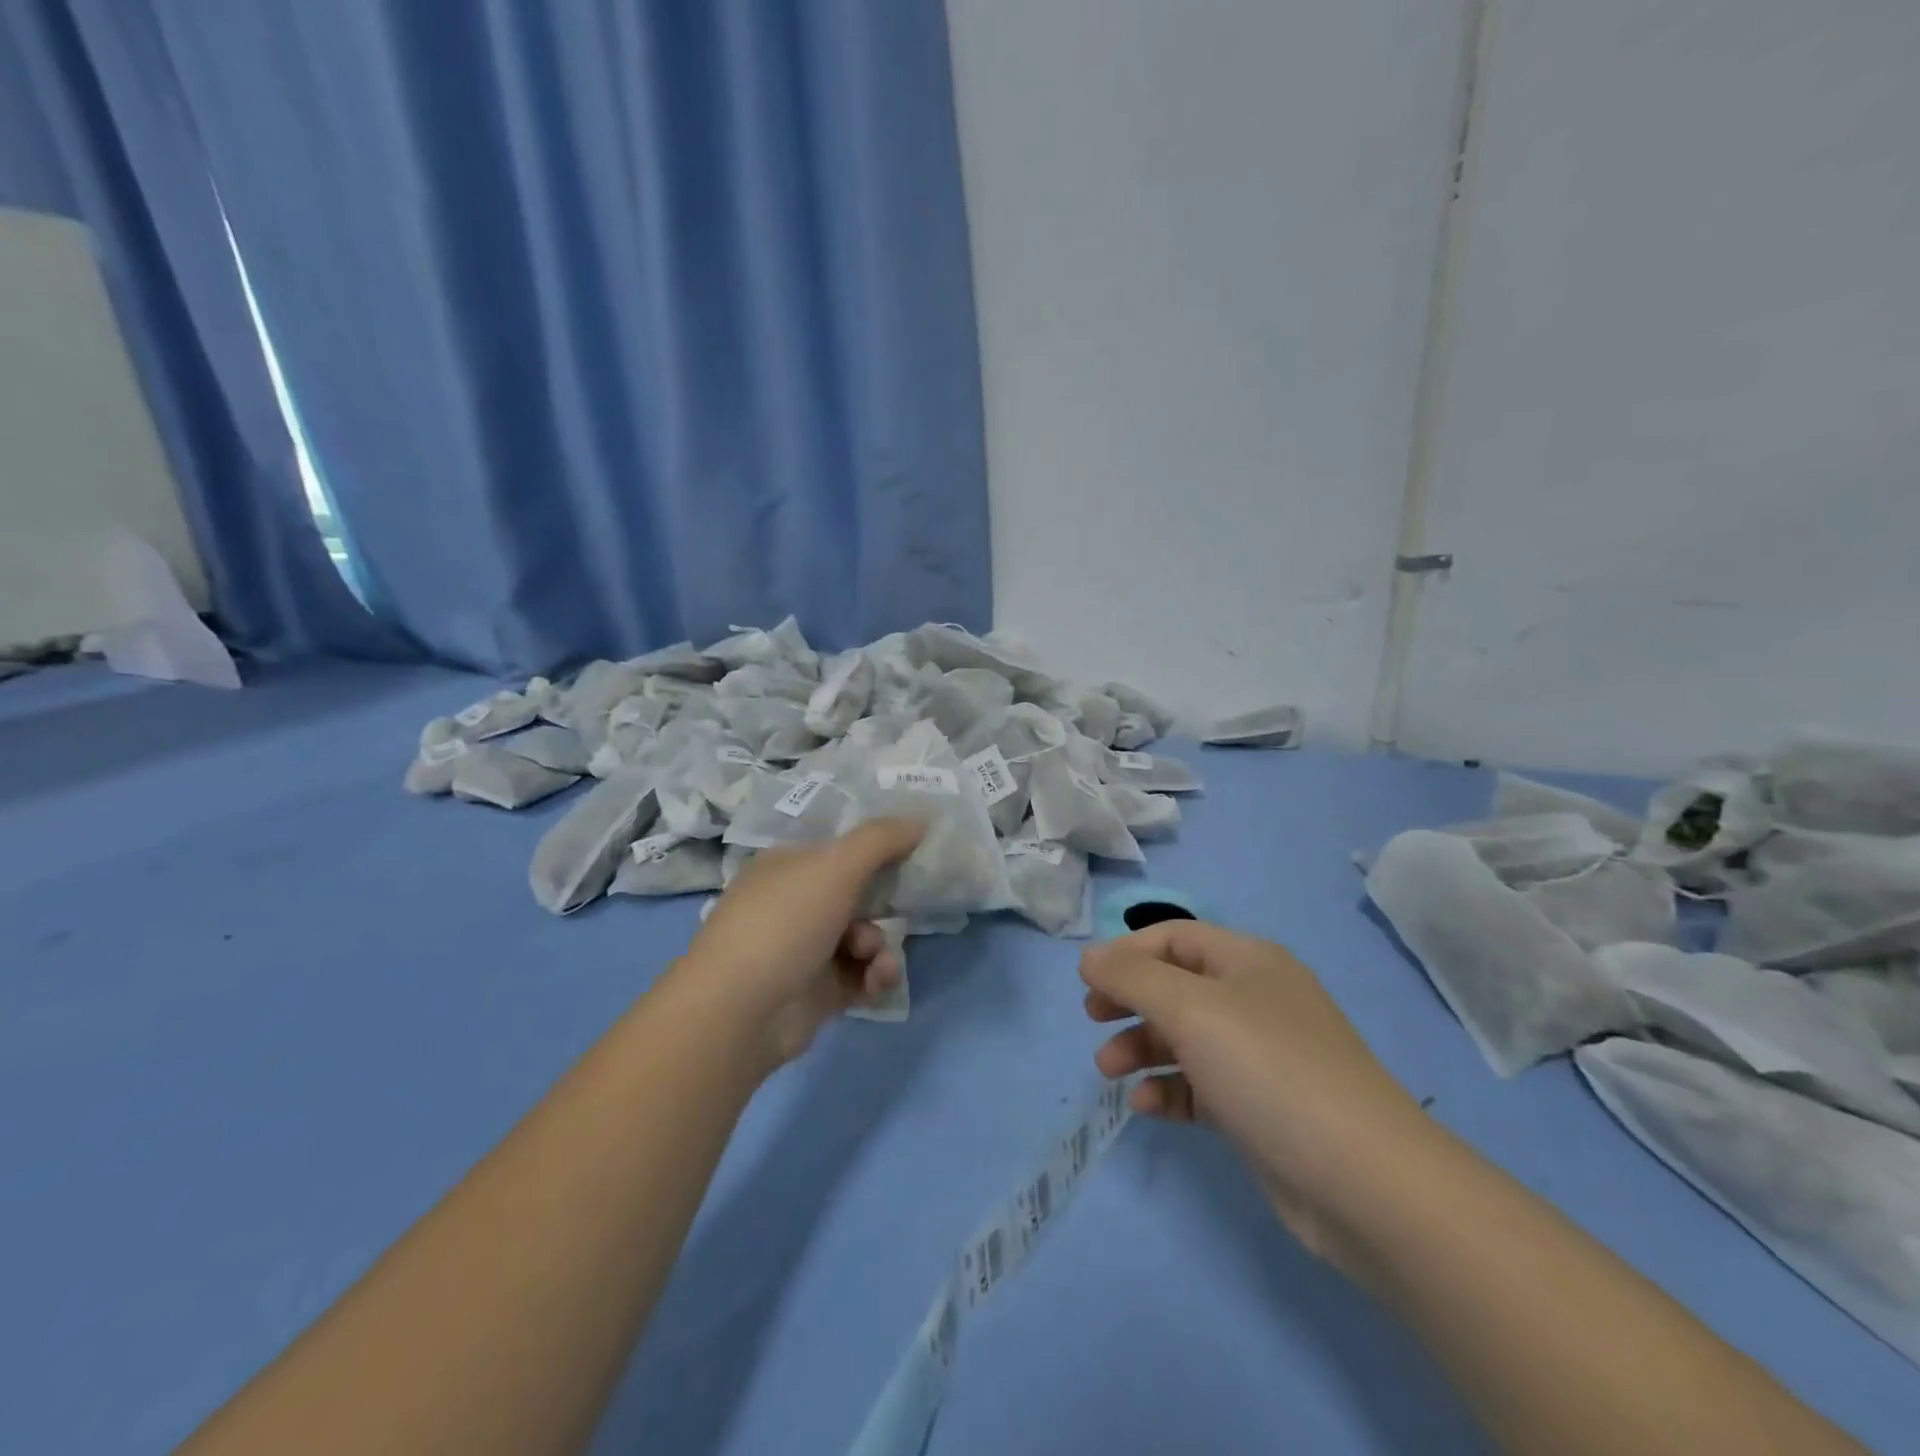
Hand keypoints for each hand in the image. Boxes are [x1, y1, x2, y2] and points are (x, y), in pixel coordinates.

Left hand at [668, 819, 924, 1073]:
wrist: (739, 1013)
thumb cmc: (785, 923)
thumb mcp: (836, 866)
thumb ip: (881, 839)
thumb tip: (919, 820)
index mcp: (787, 867)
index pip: (839, 850)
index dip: (876, 851)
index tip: (913, 855)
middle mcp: (793, 905)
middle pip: (855, 895)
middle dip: (883, 907)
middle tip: (901, 911)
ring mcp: (803, 950)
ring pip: (863, 938)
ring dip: (880, 948)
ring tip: (877, 962)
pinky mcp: (816, 993)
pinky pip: (860, 976)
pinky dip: (873, 978)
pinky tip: (877, 982)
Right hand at [1081, 921, 1429, 1267]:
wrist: (1365, 1183)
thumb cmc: (1270, 1071)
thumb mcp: (1191, 1009)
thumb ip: (1132, 977)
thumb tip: (1090, 956)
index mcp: (1248, 962)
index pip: (1174, 937)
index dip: (1126, 952)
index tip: (1087, 981)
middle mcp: (1255, 1000)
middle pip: (1176, 985)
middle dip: (1129, 1000)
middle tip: (1093, 1019)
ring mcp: (1261, 1056)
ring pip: (1185, 1037)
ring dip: (1141, 1047)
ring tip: (1108, 1070)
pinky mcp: (1260, 1108)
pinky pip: (1200, 1085)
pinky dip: (1169, 1089)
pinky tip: (1145, 1106)